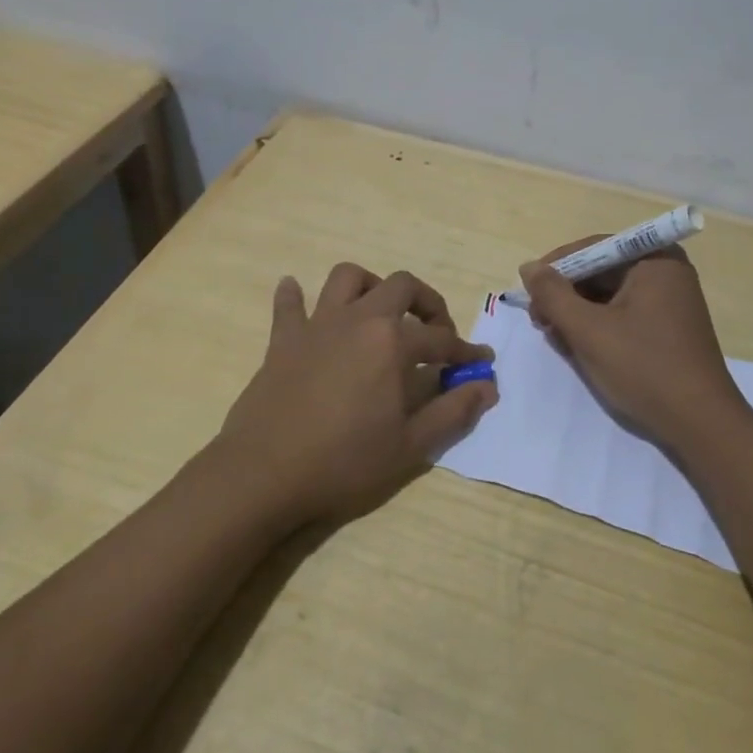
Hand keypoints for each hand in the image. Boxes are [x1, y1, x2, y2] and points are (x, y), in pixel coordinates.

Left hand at [216, 263, 496, 527]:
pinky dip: (295, 296)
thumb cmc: (344, 461)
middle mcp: (358, 320)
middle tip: (434, 332)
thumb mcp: (411, 445)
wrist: (264, 474)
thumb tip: (487, 385)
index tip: (481, 362)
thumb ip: (453, 411)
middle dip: (427, 303)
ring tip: (378, 313)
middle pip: (400, 286)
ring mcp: (317, 325)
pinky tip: (298, 295)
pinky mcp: (283, 340)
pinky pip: (289, 305)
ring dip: (369, 286)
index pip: (441, 338)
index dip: (466, 351)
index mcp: (391, 342)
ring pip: (346, 278)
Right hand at [518, 238, 748, 451]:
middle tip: (539, 321)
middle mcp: (666, 271)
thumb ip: (553, 295)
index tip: (527, 292)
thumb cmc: (644, 368)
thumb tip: (528, 268)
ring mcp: (670, 300)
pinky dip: (598, 326)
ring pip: (609, 295)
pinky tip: (579, 347)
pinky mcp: (668, 327)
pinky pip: (624, 314)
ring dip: (578, 313)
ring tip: (556, 337)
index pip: (593, 248)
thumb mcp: (588, 330)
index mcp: (655, 259)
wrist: (700, 425)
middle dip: (566, 295)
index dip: (556, 268)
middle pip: (601, 271)